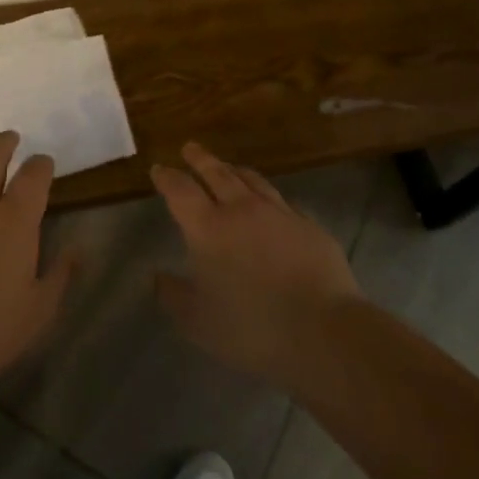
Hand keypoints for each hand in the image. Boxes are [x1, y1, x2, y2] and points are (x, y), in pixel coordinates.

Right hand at [152, 142, 362, 388]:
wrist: (322, 330)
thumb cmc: (251, 328)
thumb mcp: (198, 321)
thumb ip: (173, 295)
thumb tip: (156, 276)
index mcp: (208, 228)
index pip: (181, 191)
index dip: (167, 178)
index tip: (159, 169)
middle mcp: (241, 210)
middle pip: (217, 173)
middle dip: (200, 159)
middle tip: (190, 148)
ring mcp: (279, 213)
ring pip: (252, 180)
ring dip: (235, 170)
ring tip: (228, 166)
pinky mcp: (309, 225)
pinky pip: (282, 201)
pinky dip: (268, 196)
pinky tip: (271, 202)